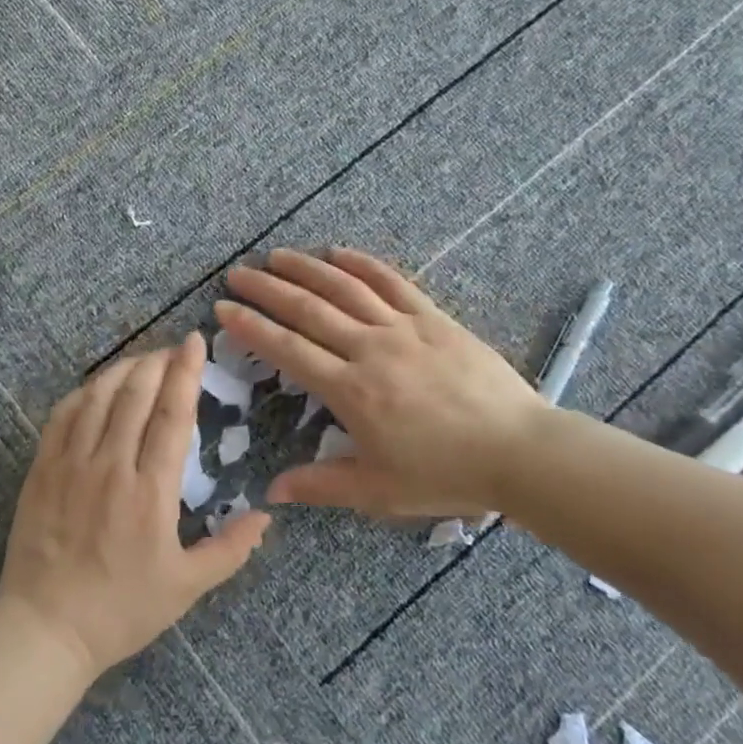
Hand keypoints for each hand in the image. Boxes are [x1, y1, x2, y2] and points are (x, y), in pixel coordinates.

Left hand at [0, 333, 270, 679]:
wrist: (45, 630)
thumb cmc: (121, 610)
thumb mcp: (186, 587)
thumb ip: (229, 549)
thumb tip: (266, 516)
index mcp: (150, 491)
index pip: (172, 414)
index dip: (185, 372)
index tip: (194, 342)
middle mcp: (111, 466)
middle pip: (136, 393)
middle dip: (157, 361)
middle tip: (172, 350)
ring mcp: (71, 463)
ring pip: (99, 396)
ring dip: (123, 369)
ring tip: (141, 361)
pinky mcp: (42, 469)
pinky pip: (63, 414)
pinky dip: (84, 391)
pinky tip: (97, 387)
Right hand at [216, 248, 545, 517]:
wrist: (518, 450)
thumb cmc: (446, 474)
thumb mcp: (378, 490)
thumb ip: (321, 486)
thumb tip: (270, 491)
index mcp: (351, 391)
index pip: (288, 349)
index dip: (251, 327)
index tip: (224, 308)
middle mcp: (369, 349)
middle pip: (308, 309)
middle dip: (267, 289)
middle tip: (237, 273)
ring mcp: (402, 327)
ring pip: (344, 287)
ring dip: (306, 267)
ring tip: (276, 255)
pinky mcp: (432, 317)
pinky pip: (391, 281)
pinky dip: (362, 264)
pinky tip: (338, 252)